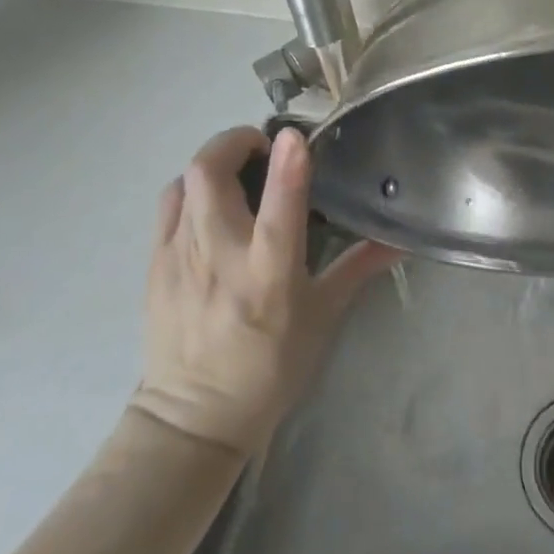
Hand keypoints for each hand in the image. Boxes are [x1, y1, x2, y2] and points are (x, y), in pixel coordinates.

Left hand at [128, 126, 399, 455]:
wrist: (192, 419)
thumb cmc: (268, 367)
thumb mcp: (322, 318)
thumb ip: (357, 268)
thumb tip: (398, 238)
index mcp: (267, 272)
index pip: (278, 206)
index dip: (287, 164)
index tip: (295, 134)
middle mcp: (219, 255)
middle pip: (209, 174)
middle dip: (234, 142)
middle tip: (261, 148)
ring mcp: (179, 257)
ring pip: (185, 182)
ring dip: (211, 164)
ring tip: (234, 174)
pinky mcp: (154, 264)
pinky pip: (168, 206)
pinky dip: (189, 190)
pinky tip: (206, 205)